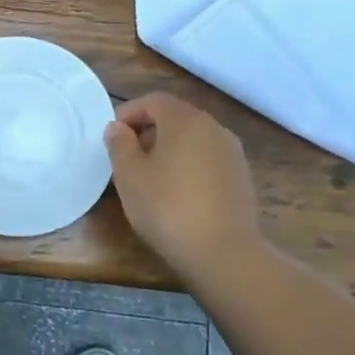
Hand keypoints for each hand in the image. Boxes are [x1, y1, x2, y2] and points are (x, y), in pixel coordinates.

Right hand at [105, 93, 262, 281]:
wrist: (224, 253)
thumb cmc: (168, 207)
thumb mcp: (130, 175)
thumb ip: (119, 144)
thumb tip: (118, 127)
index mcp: (185, 120)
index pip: (154, 101)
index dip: (130, 113)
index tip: (113, 136)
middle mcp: (214, 128)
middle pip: (175, 118)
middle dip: (148, 132)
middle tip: (127, 157)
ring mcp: (232, 153)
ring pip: (193, 140)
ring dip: (169, 150)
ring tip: (150, 178)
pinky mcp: (242, 178)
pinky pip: (208, 160)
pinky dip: (188, 166)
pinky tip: (177, 194)